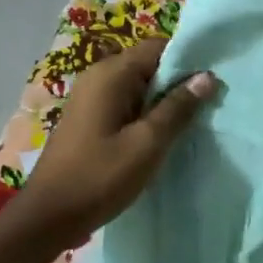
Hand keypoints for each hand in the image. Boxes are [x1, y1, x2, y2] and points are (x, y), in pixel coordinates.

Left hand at [11, 38, 218, 247]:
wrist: (48, 216)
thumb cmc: (99, 177)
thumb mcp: (147, 144)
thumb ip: (177, 108)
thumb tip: (206, 77)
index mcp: (110, 74)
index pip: (158, 46)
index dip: (188, 58)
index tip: (214, 78)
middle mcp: (98, 77)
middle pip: (148, 64)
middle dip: (178, 81)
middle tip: (210, 104)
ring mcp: (90, 98)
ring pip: (138, 87)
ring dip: (163, 101)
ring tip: (192, 121)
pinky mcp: (89, 119)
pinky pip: (125, 104)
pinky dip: (146, 114)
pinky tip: (162, 136)